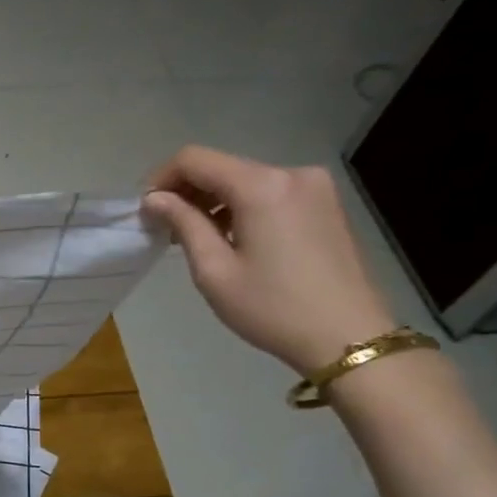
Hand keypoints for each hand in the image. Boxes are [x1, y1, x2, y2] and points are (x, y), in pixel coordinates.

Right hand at [143, 146, 396, 372]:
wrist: (349, 338)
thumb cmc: (272, 308)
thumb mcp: (214, 270)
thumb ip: (184, 224)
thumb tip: (155, 199)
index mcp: (261, 186)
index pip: (195, 159)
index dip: (162, 178)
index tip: (147, 210)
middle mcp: (291, 173)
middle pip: (222, 167)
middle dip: (188, 191)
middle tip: (166, 228)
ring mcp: (315, 187)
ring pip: (246, 180)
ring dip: (214, 201)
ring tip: (198, 238)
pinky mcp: (326, 204)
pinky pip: (270, 192)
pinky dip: (242, 207)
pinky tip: (233, 239)